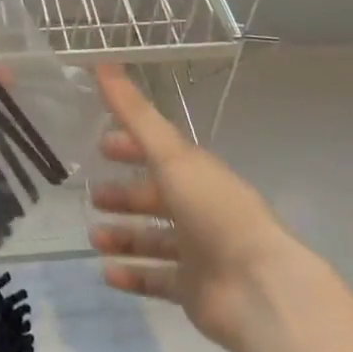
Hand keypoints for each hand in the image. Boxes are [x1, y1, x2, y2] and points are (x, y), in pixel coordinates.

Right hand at [87, 64, 313, 351]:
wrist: (259, 288)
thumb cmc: (214, 210)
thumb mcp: (171, 154)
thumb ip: (134, 113)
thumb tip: (101, 61)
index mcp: (196, 173)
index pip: (160, 152)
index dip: (131, 146)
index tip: (100, 146)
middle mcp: (198, 208)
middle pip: (155, 197)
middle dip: (124, 195)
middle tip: (93, 196)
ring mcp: (197, 251)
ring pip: (152, 239)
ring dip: (123, 236)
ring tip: (93, 237)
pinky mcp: (194, 290)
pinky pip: (156, 279)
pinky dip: (132, 275)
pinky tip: (105, 273)